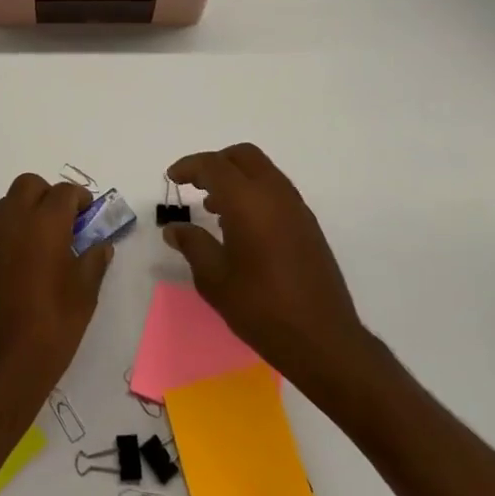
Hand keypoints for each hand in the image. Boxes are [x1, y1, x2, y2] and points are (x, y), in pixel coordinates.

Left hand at [0, 174, 112, 414]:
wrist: (1, 368)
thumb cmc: (53, 327)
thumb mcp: (85, 294)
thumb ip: (94, 260)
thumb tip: (100, 245)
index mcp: (44, 223)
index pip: (64, 192)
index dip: (80, 199)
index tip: (89, 217)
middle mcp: (12, 222)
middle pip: (28, 185)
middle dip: (48, 195)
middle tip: (64, 223)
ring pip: (7, 205)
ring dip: (26, 212)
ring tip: (43, 244)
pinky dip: (9, 237)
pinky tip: (20, 269)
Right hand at [164, 144, 371, 391]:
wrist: (322, 339)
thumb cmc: (261, 308)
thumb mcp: (214, 279)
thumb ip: (192, 245)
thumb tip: (174, 229)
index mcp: (248, 201)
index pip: (214, 165)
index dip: (190, 166)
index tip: (172, 179)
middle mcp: (275, 194)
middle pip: (243, 156)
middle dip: (216, 163)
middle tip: (194, 185)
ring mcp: (296, 207)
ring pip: (262, 171)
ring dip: (236, 177)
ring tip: (214, 208)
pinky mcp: (308, 224)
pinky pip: (276, 190)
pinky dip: (254, 192)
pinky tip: (242, 226)